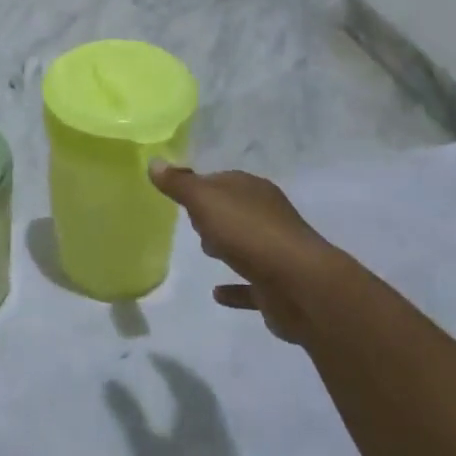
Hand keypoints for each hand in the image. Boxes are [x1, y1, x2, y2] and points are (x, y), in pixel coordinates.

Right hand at [147, 161, 347, 344]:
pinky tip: (217, 293)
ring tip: (204, 251)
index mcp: (253, 191)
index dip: (200, 186)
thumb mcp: (205, 201)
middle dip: (214, 215)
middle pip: (234, 211)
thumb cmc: (249, 234)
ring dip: (227, 246)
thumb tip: (154, 162)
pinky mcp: (277, 286)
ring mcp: (275, 252)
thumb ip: (179, 184)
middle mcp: (268, 216)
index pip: (222, 180)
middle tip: (190, 222)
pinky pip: (250, 284)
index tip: (178, 196)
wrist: (301, 286)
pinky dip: (235, 287)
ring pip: (245, 245)